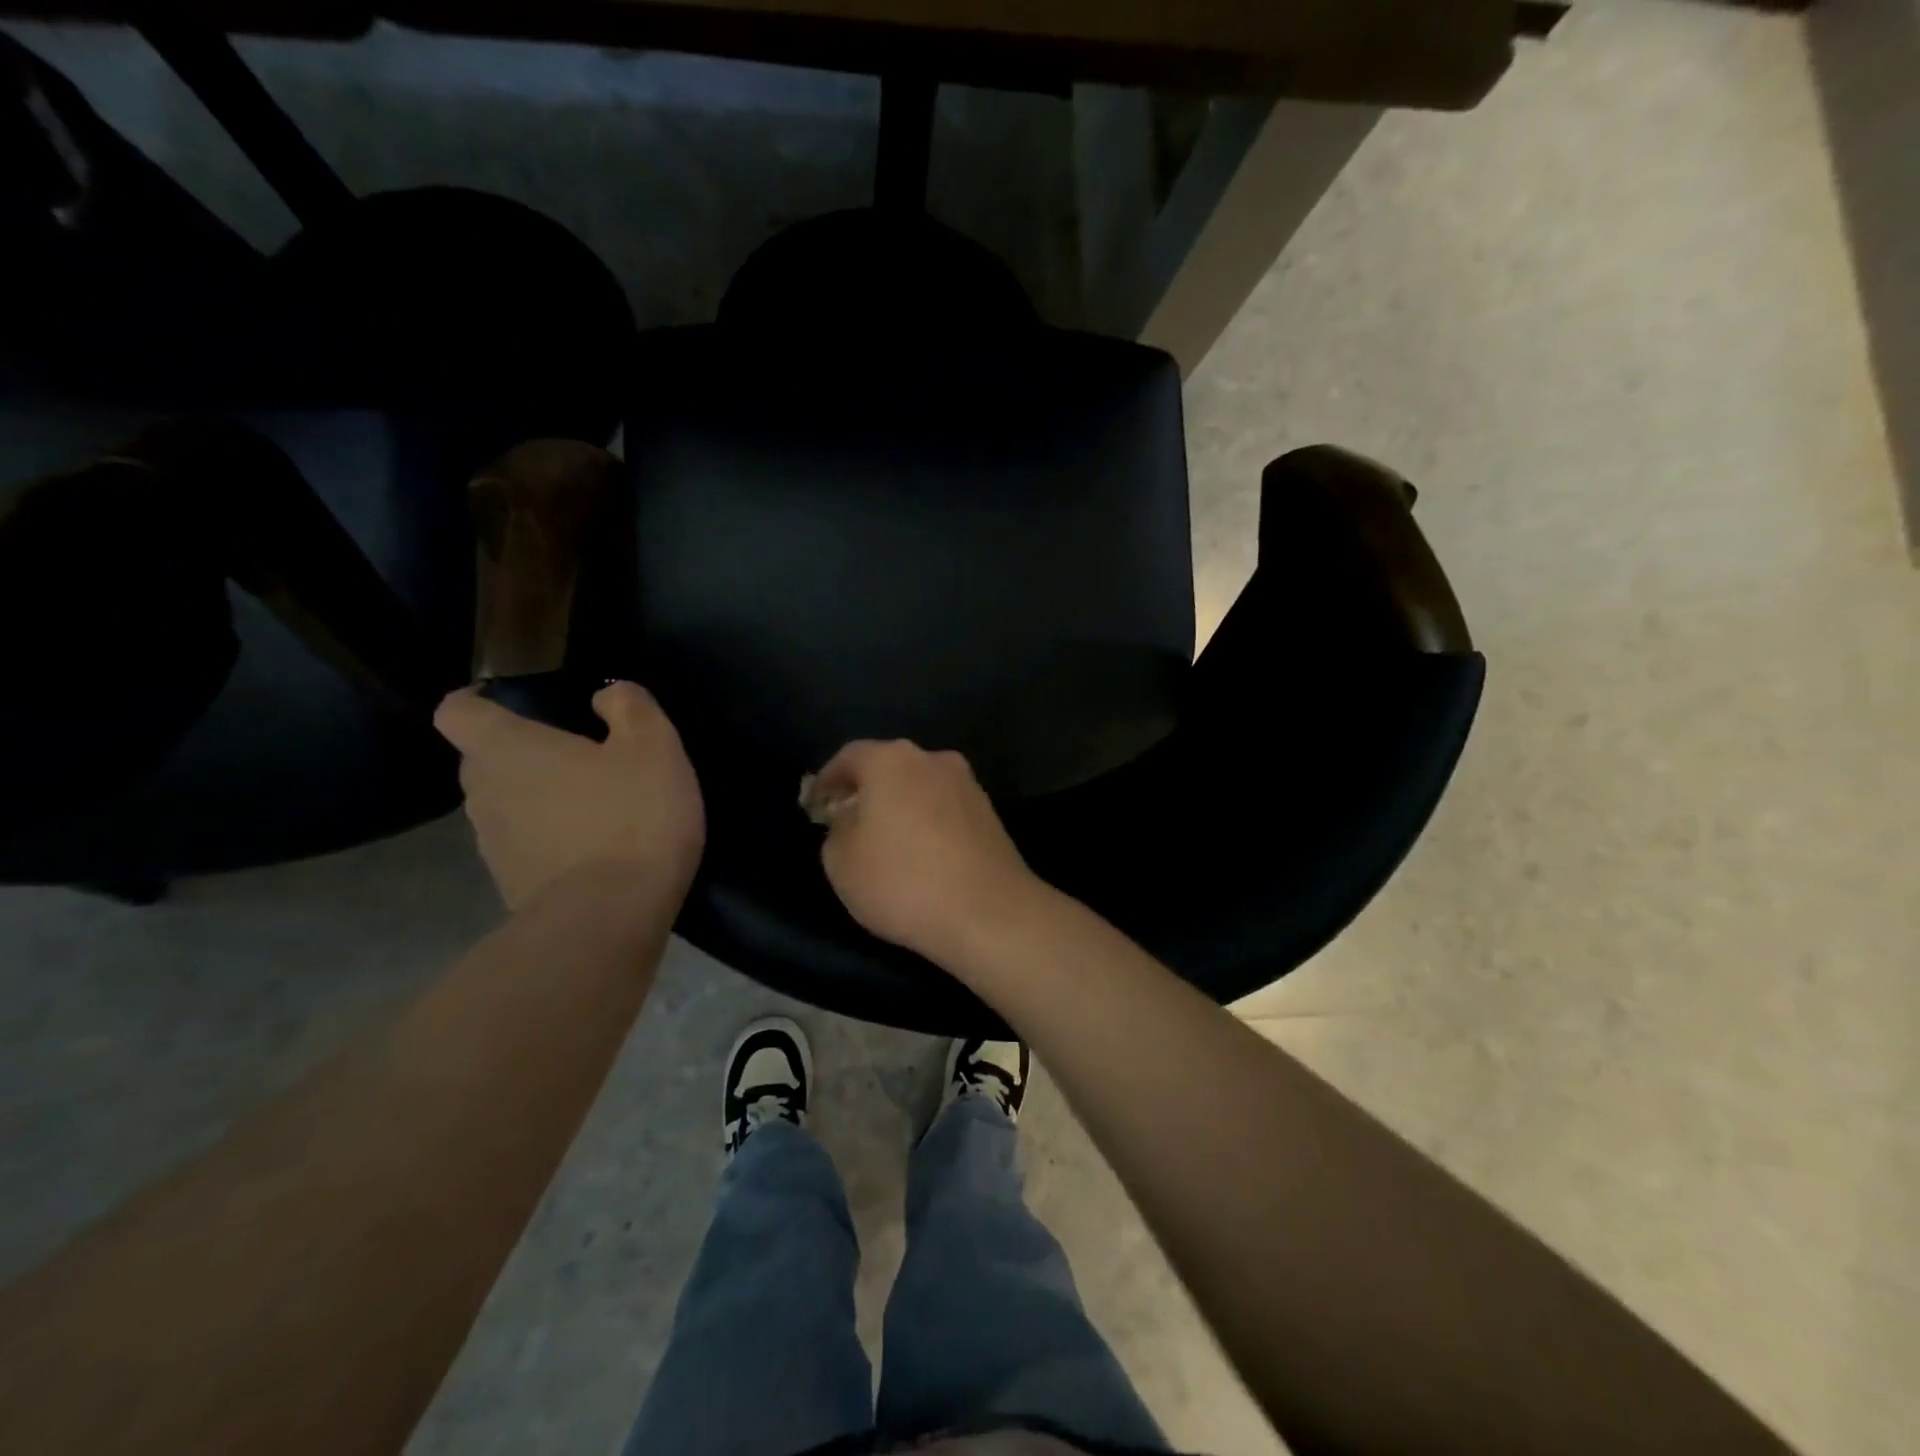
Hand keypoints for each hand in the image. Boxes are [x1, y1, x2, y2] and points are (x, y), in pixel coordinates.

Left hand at [434, 681, 703, 911]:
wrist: (609, 919)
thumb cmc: (630, 817)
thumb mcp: (653, 746)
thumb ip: (629, 707)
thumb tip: (606, 695)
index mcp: (508, 749)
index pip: (457, 711)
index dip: (478, 702)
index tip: (513, 705)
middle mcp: (484, 793)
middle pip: (482, 760)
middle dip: (520, 753)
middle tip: (574, 756)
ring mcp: (493, 845)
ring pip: (504, 806)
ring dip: (537, 800)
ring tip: (591, 806)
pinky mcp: (512, 886)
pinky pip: (524, 847)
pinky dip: (549, 842)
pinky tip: (595, 849)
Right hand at [813, 739, 1044, 966]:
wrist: (989, 913)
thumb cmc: (902, 882)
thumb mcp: (841, 861)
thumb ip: (837, 829)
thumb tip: (852, 818)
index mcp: (892, 761)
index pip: (849, 756)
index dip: (827, 778)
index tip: (815, 803)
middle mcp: (933, 760)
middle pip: (889, 767)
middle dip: (866, 790)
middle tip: (847, 819)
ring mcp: (967, 785)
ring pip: (920, 786)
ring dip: (900, 805)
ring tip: (885, 840)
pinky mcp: (990, 813)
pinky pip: (945, 808)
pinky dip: (927, 821)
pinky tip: (921, 852)